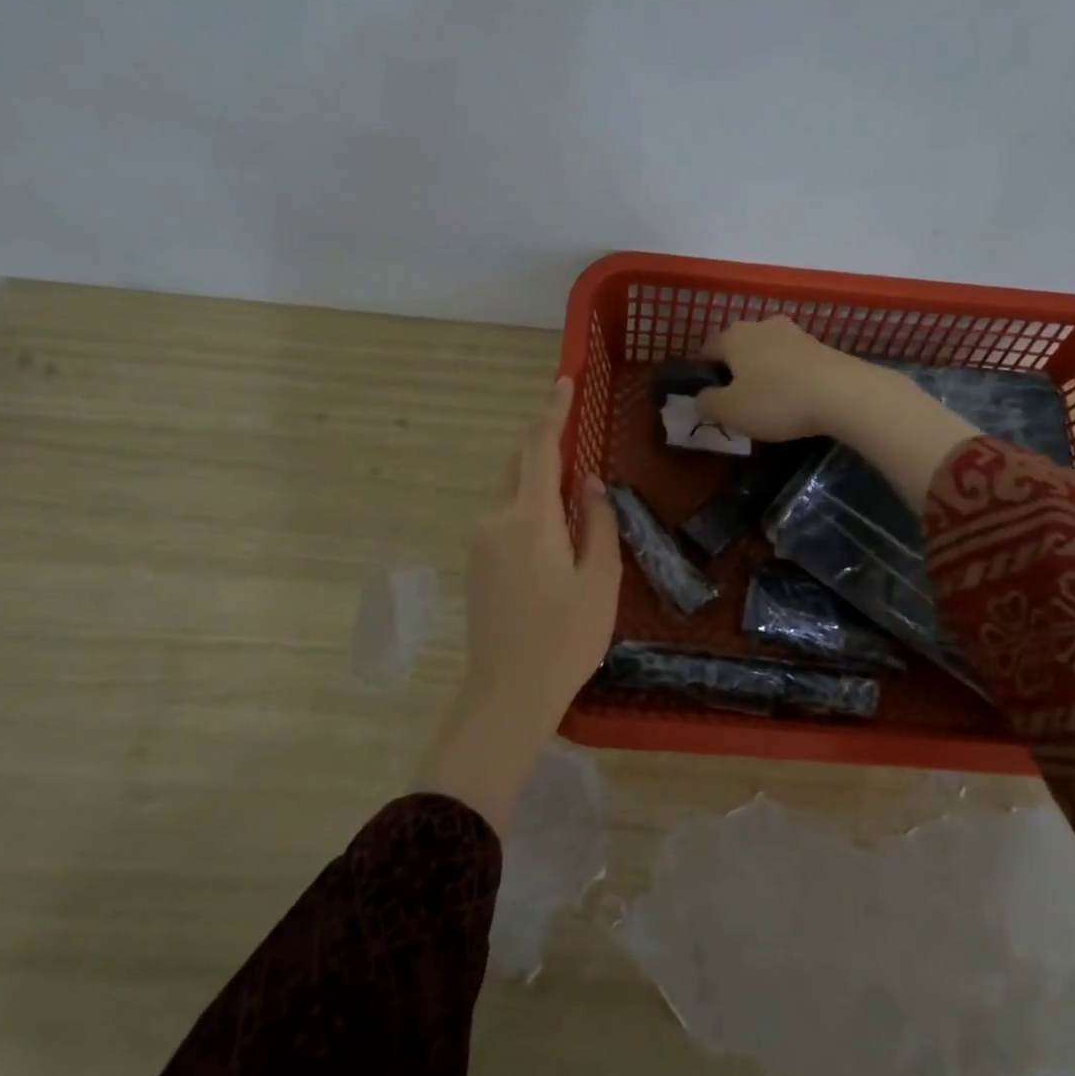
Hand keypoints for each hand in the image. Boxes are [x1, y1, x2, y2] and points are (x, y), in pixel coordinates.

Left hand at [465, 377, 621, 719]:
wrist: (506, 694)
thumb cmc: (565, 638)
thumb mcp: (600, 579)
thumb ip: (598, 522)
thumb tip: (588, 483)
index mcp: (528, 518)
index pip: (539, 447)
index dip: (552, 411)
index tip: (563, 381)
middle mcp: (495, 519)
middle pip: (517, 464)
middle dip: (543, 441)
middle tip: (573, 429)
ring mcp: (479, 542)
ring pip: (508, 490)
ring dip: (535, 476)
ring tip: (571, 485)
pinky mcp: (475, 563)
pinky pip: (502, 515)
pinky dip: (526, 503)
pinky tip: (551, 526)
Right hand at [697, 316, 978, 511]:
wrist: (843, 394)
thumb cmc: (776, 400)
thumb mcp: (730, 411)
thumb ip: (707, 403)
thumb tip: (702, 397)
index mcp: (733, 335)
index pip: (707, 349)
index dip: (704, 373)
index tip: (709, 399)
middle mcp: (762, 325)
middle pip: (739, 348)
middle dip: (735, 371)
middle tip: (738, 402)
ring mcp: (795, 333)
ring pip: (768, 353)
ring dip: (764, 373)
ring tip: (768, 403)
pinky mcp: (821, 346)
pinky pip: (793, 362)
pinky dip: (789, 377)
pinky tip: (795, 399)